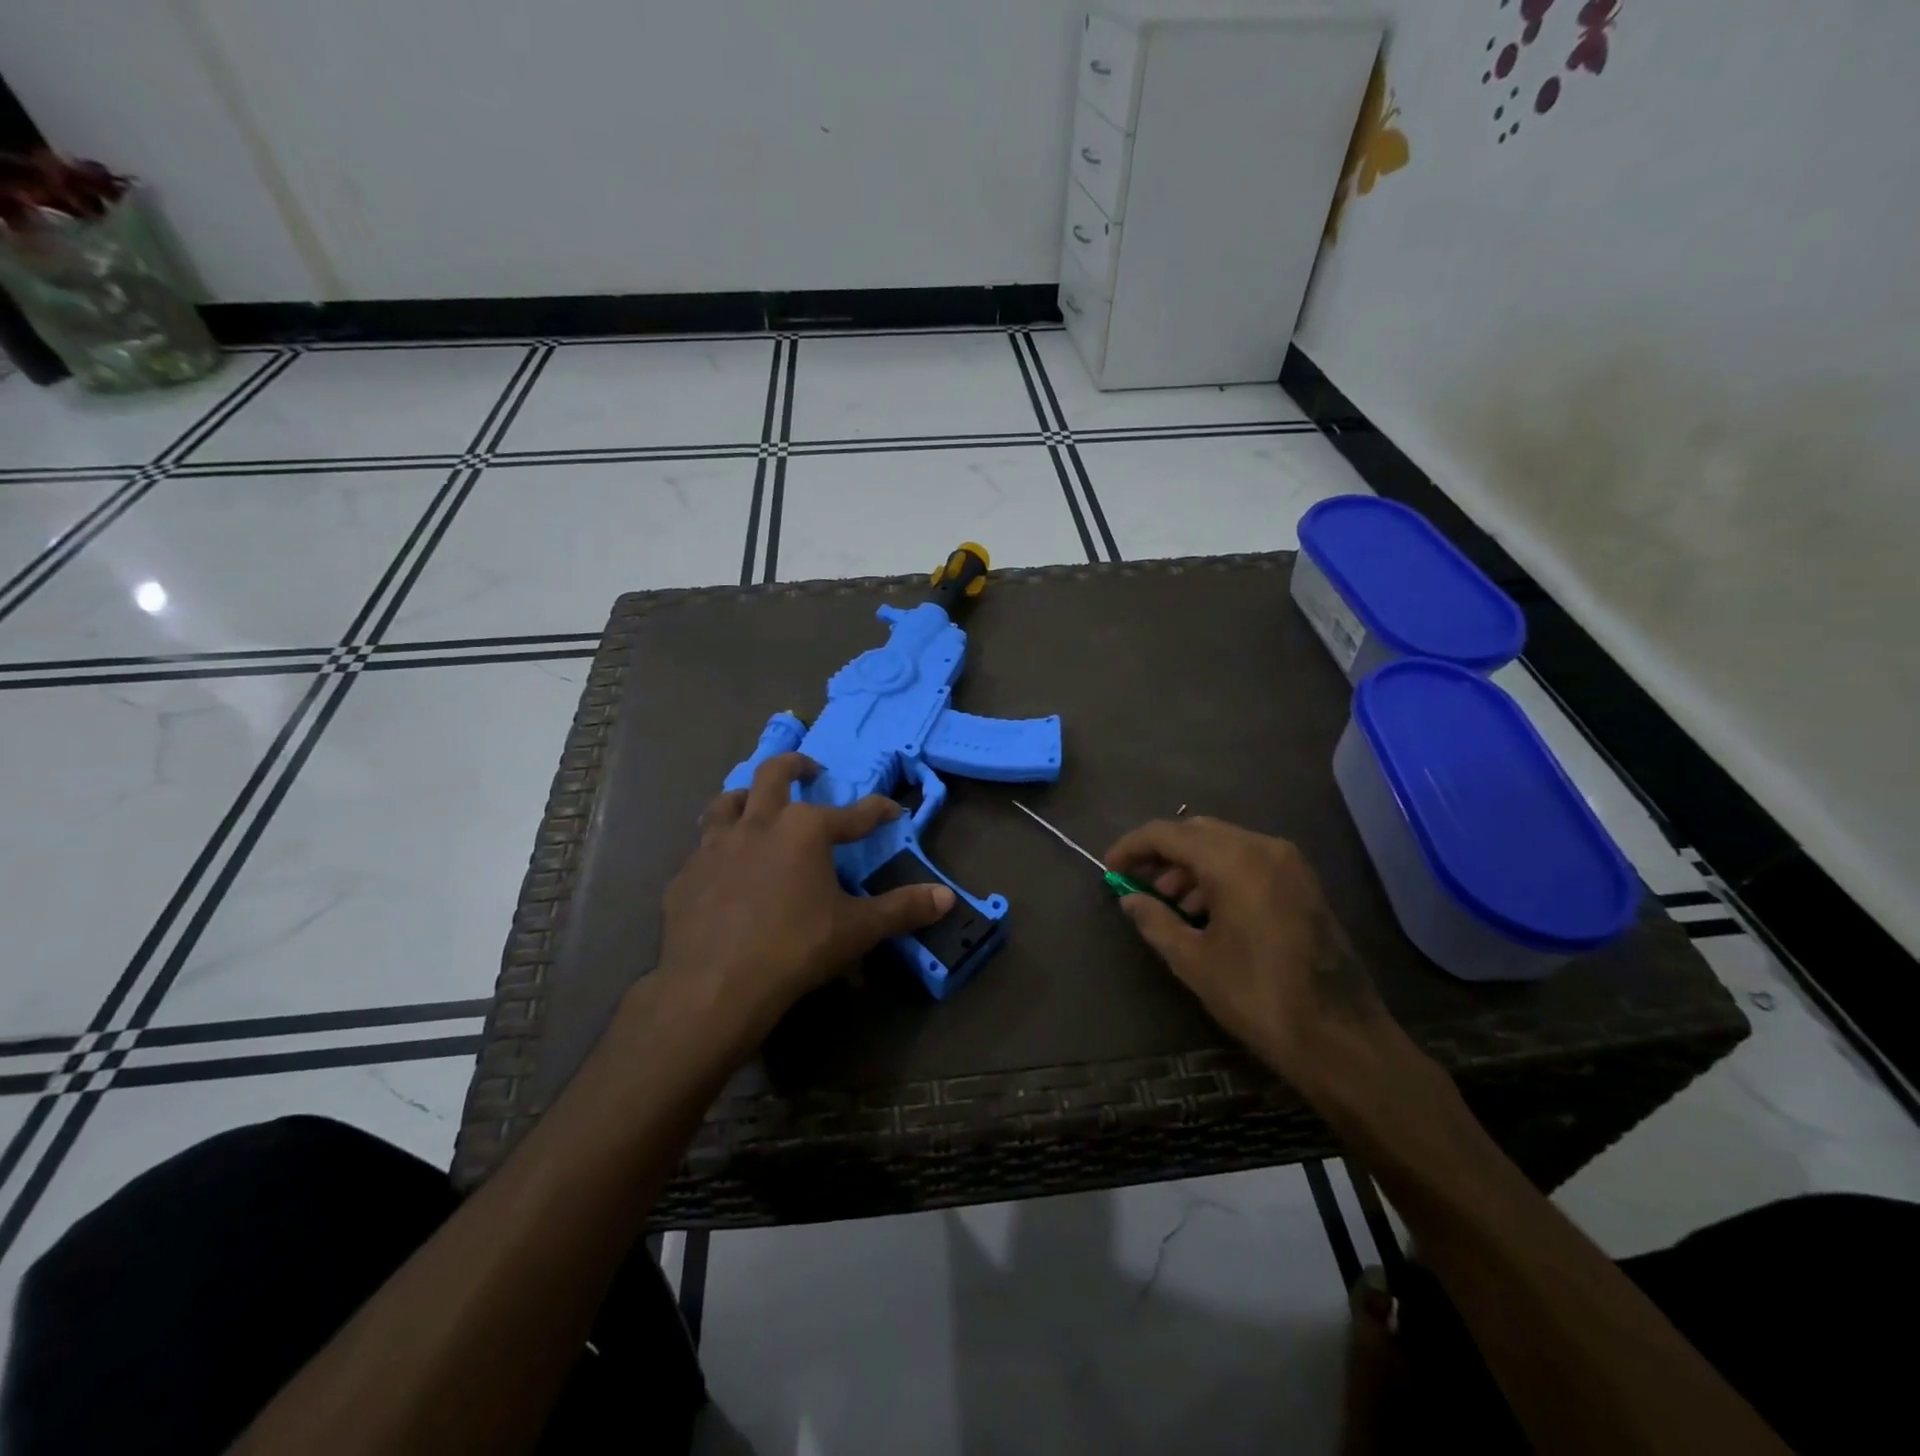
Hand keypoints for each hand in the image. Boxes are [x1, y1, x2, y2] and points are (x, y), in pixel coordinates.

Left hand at [653, 753, 954, 1050]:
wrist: (714, 985)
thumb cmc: (795, 948)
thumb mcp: (857, 929)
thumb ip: (902, 909)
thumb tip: (949, 898)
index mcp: (804, 829)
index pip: (853, 813)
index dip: (877, 811)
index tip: (892, 809)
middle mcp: (758, 824)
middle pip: (774, 774)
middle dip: (796, 765)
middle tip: (810, 770)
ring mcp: (715, 846)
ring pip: (727, 802)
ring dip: (745, 797)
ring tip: (754, 805)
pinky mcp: (685, 875)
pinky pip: (702, 850)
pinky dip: (717, 850)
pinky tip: (721, 871)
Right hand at [1104, 817, 1392, 1098]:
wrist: (1340, 1036)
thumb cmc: (1258, 997)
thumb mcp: (1193, 961)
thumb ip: (1155, 920)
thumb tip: (1129, 899)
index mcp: (1233, 861)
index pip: (1167, 833)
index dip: (1132, 846)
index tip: (1109, 867)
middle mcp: (1263, 847)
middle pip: (1197, 831)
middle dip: (1162, 853)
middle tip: (1136, 883)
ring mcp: (1289, 862)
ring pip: (1224, 844)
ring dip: (1190, 864)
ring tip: (1169, 903)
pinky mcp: (1302, 882)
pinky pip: (1249, 860)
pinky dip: (1220, 872)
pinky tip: (1206, 910)